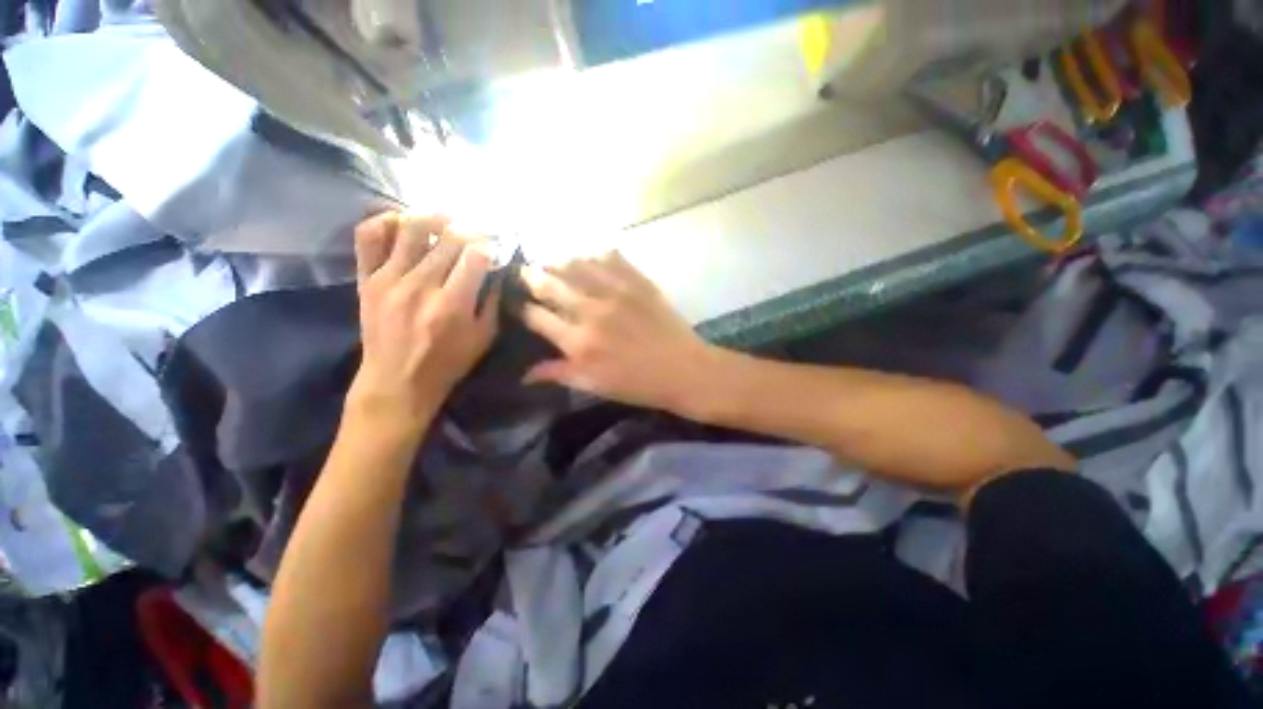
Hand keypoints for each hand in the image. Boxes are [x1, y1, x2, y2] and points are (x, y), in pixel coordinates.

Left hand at [349, 212, 498, 424]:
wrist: (396, 382)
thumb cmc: (448, 363)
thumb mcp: (484, 338)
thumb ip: (493, 301)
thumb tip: (497, 270)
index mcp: (453, 304)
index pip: (475, 255)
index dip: (489, 246)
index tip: (494, 249)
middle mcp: (421, 285)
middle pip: (449, 238)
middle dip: (470, 232)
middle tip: (476, 236)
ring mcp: (389, 278)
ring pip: (411, 227)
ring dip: (434, 218)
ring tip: (445, 223)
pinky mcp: (366, 278)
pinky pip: (369, 236)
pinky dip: (386, 222)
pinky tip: (403, 225)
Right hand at [520, 252, 716, 412]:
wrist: (684, 370)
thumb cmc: (638, 384)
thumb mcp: (595, 386)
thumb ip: (559, 374)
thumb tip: (524, 374)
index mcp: (579, 342)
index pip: (538, 317)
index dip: (524, 309)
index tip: (520, 305)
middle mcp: (592, 311)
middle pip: (550, 285)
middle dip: (532, 277)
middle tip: (526, 273)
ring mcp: (616, 292)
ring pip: (576, 265)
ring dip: (557, 261)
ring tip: (550, 260)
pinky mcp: (638, 281)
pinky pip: (610, 258)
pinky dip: (594, 255)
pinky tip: (588, 257)